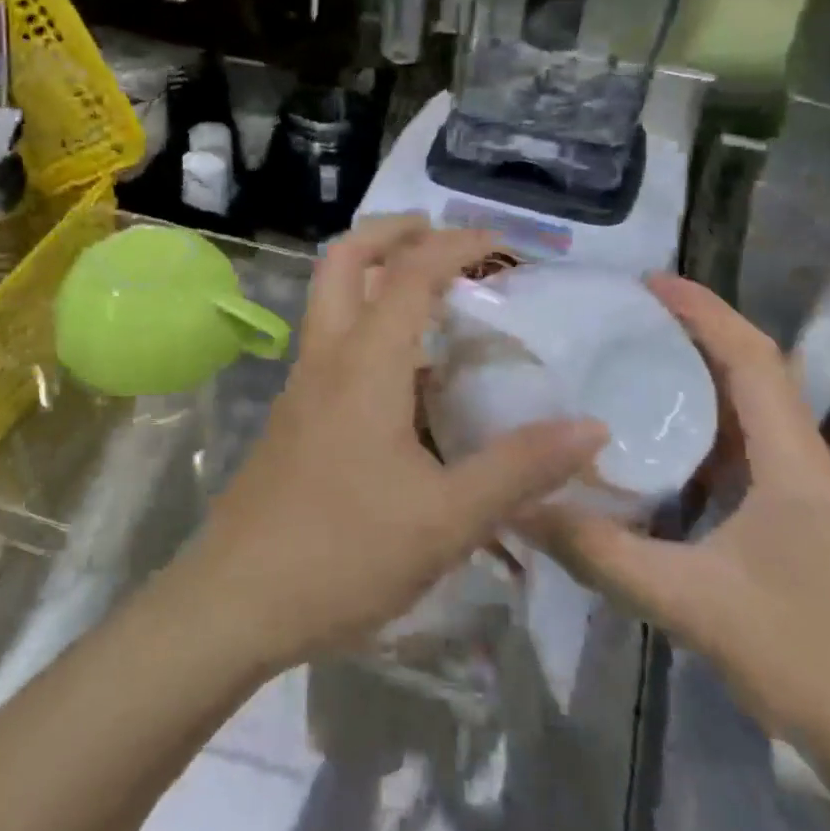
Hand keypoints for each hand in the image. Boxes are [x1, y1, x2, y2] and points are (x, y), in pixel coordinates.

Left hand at [179, 217, 606, 671]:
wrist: (237, 598)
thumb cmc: (343, 555)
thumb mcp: (446, 520)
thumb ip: (519, 469)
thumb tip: (592, 428)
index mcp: (364, 364)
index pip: (410, 273)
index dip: (457, 245)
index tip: (504, 244)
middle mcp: (326, 358)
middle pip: (343, 260)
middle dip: (391, 232)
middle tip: (442, 238)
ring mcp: (301, 385)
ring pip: (330, 300)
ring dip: (375, 277)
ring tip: (436, 302)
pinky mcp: (293, 415)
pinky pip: (332, 345)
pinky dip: (367, 326)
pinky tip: (407, 377)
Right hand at [524, 275, 829, 750]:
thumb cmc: (795, 653)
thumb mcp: (684, 600)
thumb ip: (598, 553)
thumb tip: (518, 507)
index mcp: (791, 462)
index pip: (752, 360)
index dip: (705, 312)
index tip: (648, 283)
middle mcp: (797, 460)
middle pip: (752, 367)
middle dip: (696, 327)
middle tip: (624, 311)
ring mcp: (793, 487)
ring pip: (745, 402)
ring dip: (696, 366)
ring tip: (630, 352)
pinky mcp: (780, 511)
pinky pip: (735, 439)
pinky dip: (695, 412)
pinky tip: (649, 427)